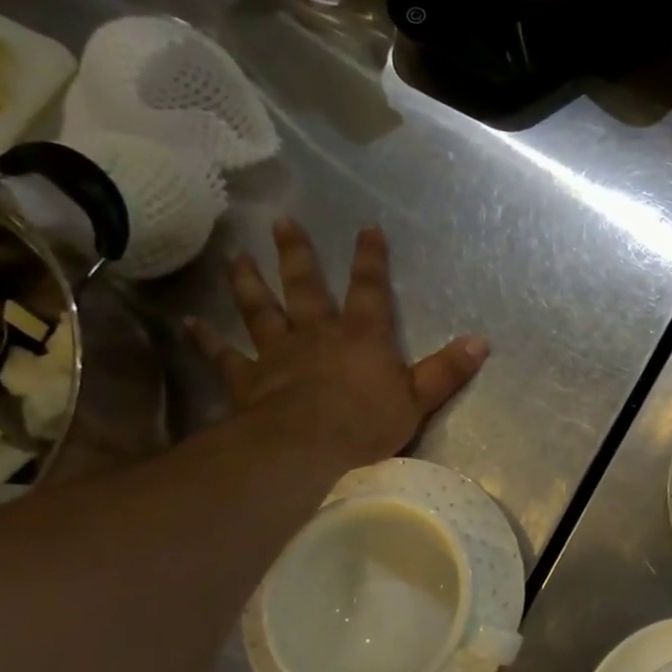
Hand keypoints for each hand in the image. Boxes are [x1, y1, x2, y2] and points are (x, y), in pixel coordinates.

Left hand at [187, 219, 487, 464]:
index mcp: (361, 336)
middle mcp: (317, 334)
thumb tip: (481, 341)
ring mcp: (278, 354)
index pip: (369, 289)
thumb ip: (447, 370)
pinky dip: (208, 341)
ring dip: (248, 283)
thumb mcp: (419, 399)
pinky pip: (225, 356)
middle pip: (305, 287)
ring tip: (236, 257)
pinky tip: (190, 324)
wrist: (306, 449)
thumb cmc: (366, 423)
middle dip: (297, 254)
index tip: (367, 227)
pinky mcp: (249, 380)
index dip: (370, 258)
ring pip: (261, 310)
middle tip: (281, 222)